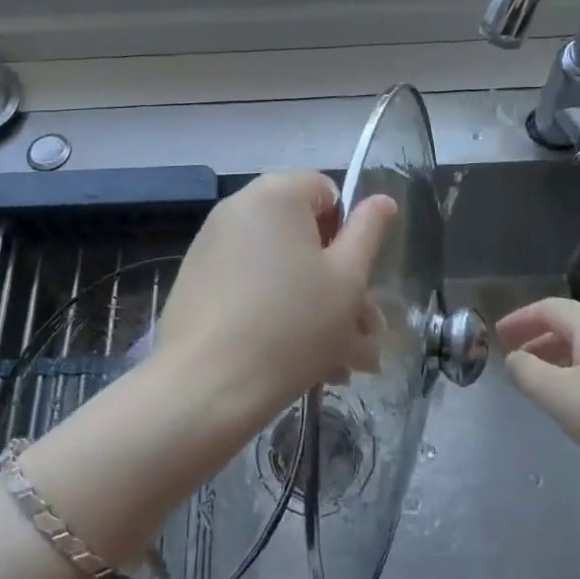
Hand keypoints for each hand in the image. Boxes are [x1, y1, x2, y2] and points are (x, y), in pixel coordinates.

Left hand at [157, 171, 394, 432]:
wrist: (206, 387)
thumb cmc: (292, 326)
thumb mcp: (347, 279)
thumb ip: (368, 233)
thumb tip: (382, 200)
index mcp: (276, 195)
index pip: (326, 191)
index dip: (349, 231)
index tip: (356, 276)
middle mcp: (238, 210)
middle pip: (303, 236)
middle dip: (340, 283)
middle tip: (365, 333)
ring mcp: (212, 248)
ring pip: (281, 271)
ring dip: (318, 310)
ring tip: (344, 365)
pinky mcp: (197, 285)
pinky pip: (252, 289)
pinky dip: (279, 316)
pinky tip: (305, 367)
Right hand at [497, 297, 579, 481]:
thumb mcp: (558, 396)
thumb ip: (527, 373)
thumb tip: (515, 359)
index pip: (547, 308)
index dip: (519, 319)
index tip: (498, 336)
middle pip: (570, 324)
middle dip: (539, 340)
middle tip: (517, 360)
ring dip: (561, 359)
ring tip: (545, 385)